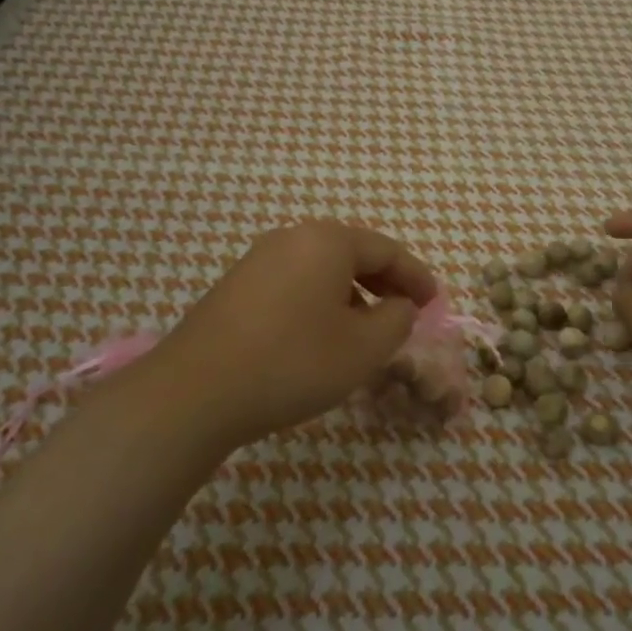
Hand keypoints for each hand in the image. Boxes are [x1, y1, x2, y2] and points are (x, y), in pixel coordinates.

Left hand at [145, 220, 437, 449]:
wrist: (196, 391)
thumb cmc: (293, 362)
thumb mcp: (364, 348)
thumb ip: (397, 320)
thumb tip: (399, 306)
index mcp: (327, 241)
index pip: (387, 250)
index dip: (417, 277)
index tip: (435, 303)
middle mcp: (291, 239)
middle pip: (352, 254)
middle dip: (384, 284)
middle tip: (406, 313)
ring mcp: (258, 261)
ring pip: (321, 271)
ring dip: (352, 296)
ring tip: (366, 333)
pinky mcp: (235, 288)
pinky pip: (294, 286)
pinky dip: (320, 304)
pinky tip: (321, 339)